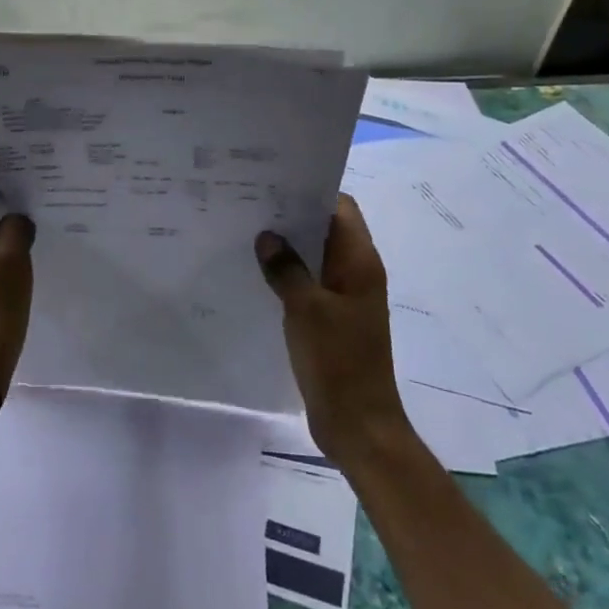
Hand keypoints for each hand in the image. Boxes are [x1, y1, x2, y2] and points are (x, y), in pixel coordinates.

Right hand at [256, 195, 410, 462]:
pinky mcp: (333, 318)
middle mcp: (356, 272)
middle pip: (326, 228)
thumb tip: (268, 236)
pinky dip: (289, 273)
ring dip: (289, 246)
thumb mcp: (305, 309)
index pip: (340, 207)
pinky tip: (258, 273)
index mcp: (360, 262)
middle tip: (250, 204)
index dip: (310, 191)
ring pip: (316, 256)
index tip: (274, 183)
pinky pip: (310, 282)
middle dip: (292, 216)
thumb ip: (286, 268)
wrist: (358, 424)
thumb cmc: (337, 361)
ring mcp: (345, 296)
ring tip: (248, 233)